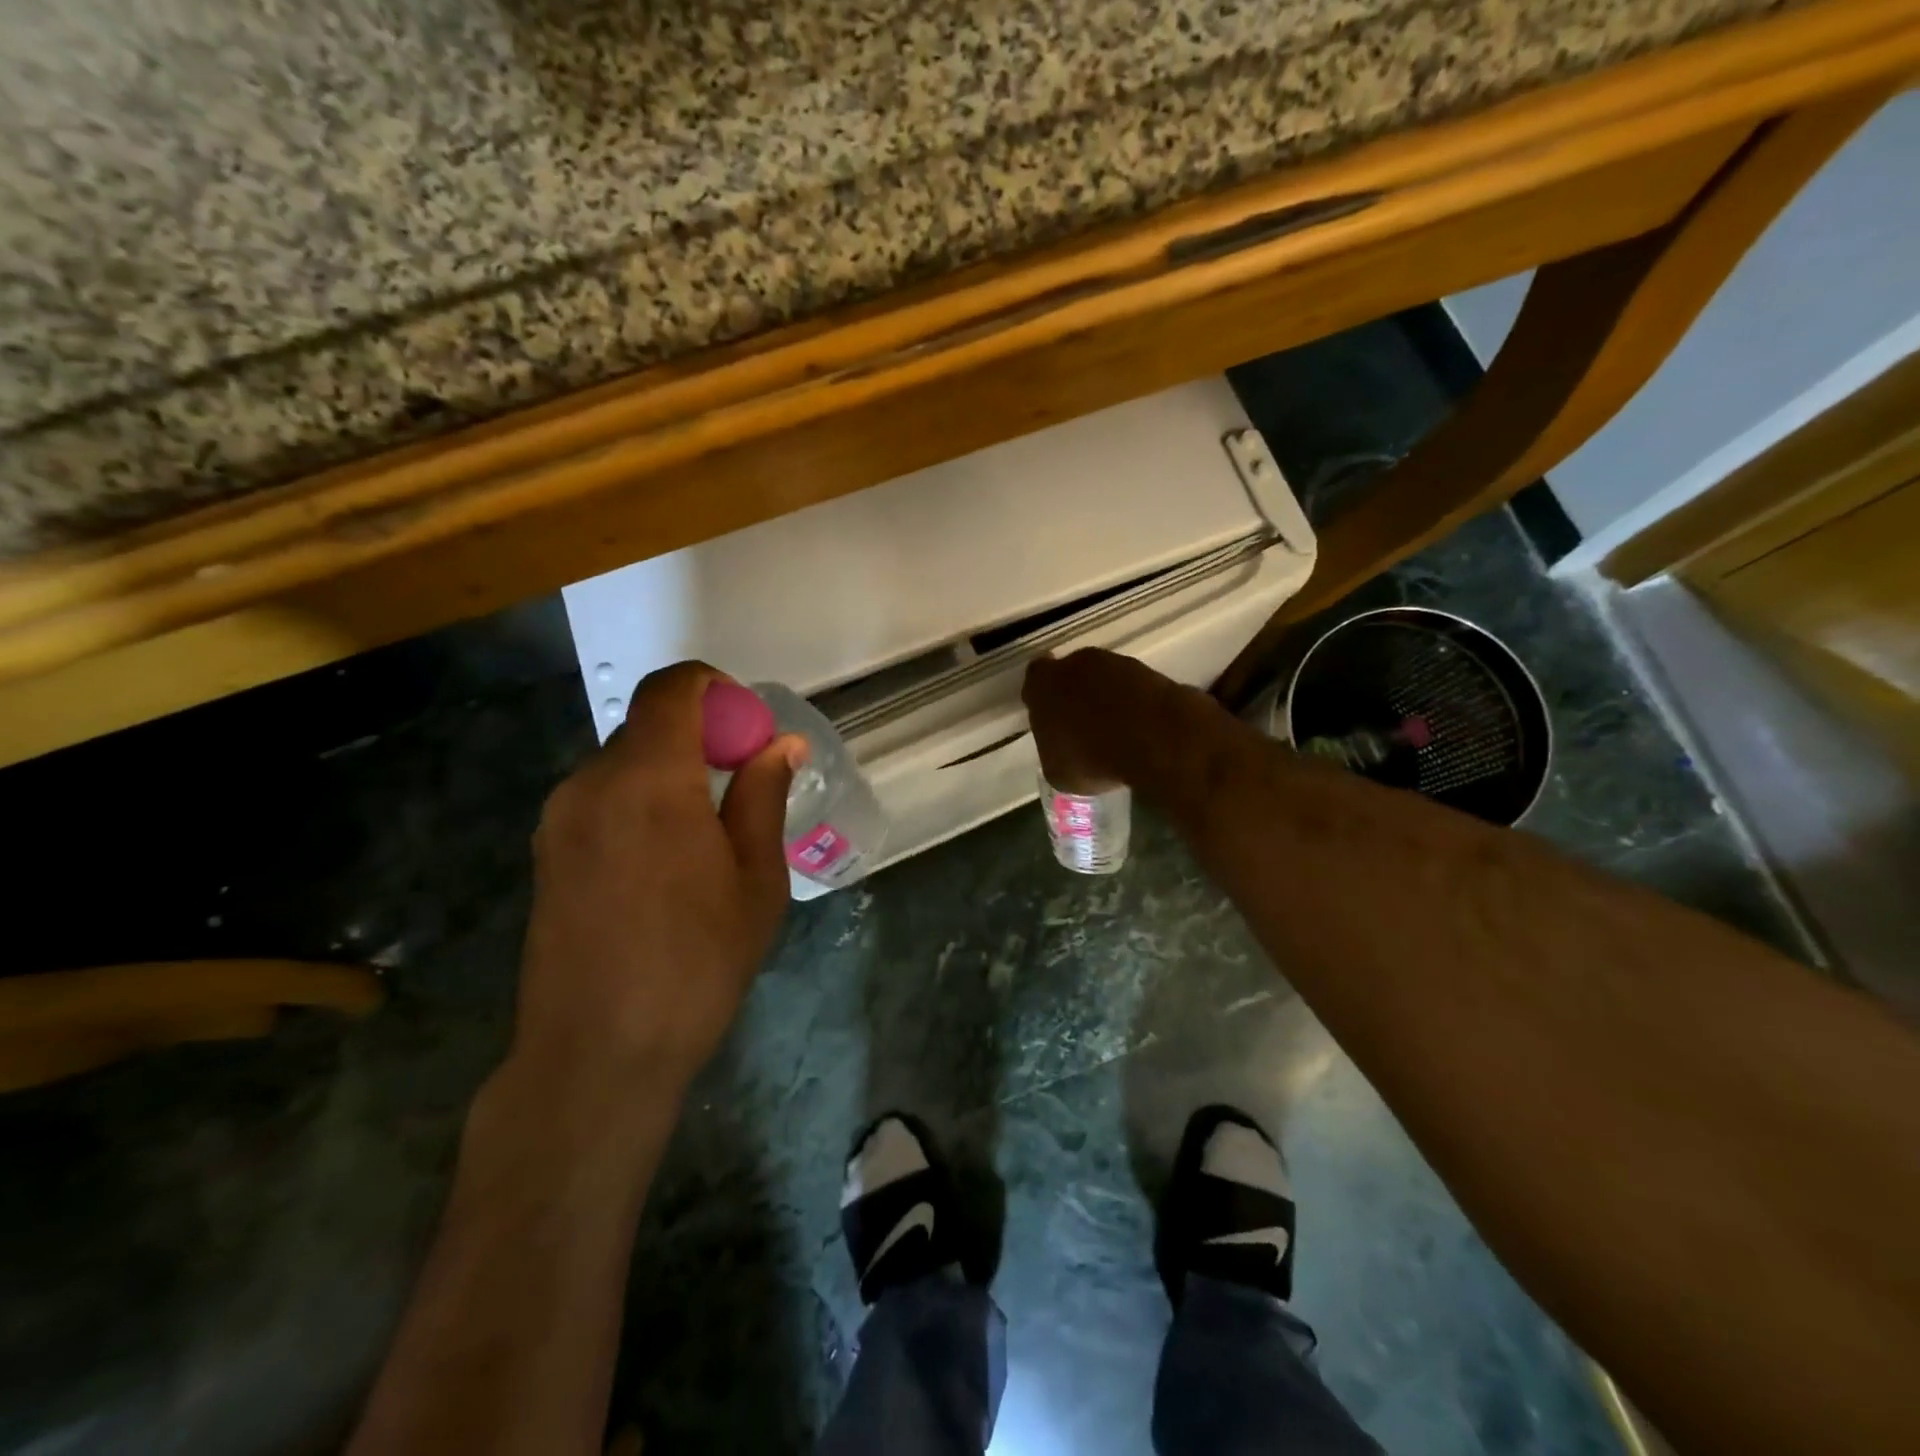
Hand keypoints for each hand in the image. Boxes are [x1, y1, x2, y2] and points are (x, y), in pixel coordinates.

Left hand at [513, 661, 802, 1114]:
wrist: (597, 1052)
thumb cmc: (696, 964)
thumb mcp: (756, 880)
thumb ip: (763, 798)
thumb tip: (780, 744)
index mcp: (650, 780)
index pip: (671, 688)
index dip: (714, 687)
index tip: (748, 727)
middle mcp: (592, 783)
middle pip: (649, 724)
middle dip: (702, 736)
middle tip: (743, 787)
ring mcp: (560, 818)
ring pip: (625, 762)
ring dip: (671, 771)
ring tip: (708, 834)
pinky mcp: (547, 851)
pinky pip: (602, 797)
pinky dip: (641, 799)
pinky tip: (665, 861)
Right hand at [1022, 648, 1190, 792]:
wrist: (1154, 741)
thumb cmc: (1092, 758)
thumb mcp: (1058, 772)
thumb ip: (1054, 750)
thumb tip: (1064, 752)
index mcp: (1043, 685)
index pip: (1034, 681)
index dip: (1043, 698)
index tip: (1051, 718)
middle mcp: (1076, 664)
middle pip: (1071, 676)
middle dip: (1076, 696)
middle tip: (1083, 728)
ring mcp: (1116, 663)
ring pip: (1104, 679)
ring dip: (1108, 699)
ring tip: (1118, 733)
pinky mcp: (1150, 671)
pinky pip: (1134, 688)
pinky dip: (1136, 705)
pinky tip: (1142, 731)